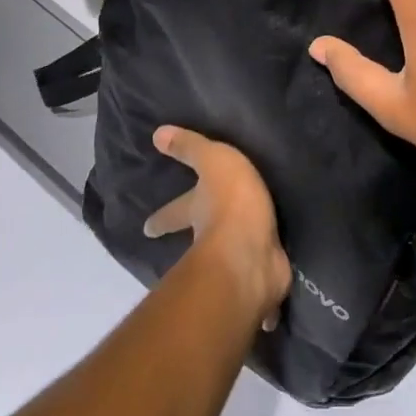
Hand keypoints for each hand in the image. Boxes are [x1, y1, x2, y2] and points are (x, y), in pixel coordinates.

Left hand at [143, 126, 291, 326]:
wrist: (252, 253)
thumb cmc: (230, 202)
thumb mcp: (212, 161)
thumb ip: (190, 148)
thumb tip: (156, 133)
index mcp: (198, 212)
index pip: (174, 212)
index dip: (161, 218)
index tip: (146, 229)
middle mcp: (210, 240)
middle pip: (197, 240)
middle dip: (193, 242)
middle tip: (188, 249)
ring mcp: (236, 263)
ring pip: (229, 259)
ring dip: (230, 259)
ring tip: (239, 257)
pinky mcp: (260, 279)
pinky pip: (261, 278)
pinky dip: (262, 282)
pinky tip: (269, 282)